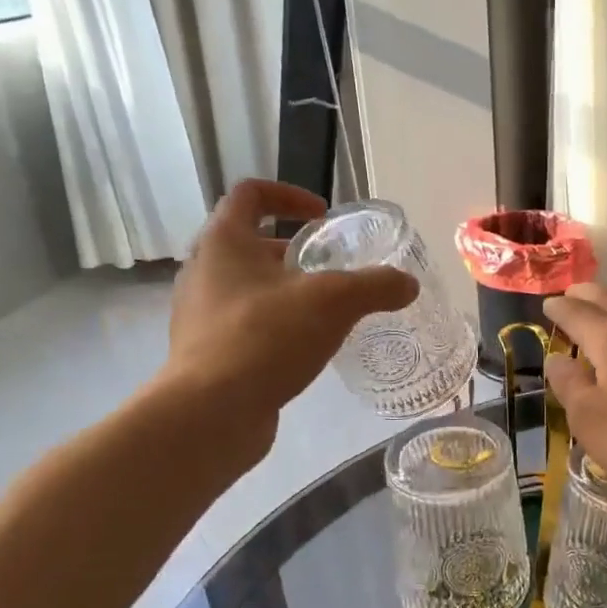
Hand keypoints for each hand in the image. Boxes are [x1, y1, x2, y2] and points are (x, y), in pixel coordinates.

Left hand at [160, 180, 417, 453]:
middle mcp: (203, 271)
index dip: (289, 195)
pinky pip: (243, 326)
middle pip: (249, 243)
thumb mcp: (334, 303)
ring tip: (323, 312)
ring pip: (247, 288)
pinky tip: (303, 350)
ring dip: (284, 291)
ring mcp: (199, 315)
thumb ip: (376, 286)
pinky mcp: (205, 353)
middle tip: (330, 270)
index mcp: (224, 241)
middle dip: (293, 252)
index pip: (251, 194)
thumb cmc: (266, 338)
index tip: (322, 215)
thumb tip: (407, 284)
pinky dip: (273, 326)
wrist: (211, 413)